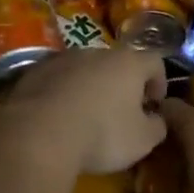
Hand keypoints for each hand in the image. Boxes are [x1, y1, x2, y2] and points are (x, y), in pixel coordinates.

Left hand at [0, 49, 168, 174]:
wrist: (38, 134)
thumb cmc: (101, 134)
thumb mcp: (142, 140)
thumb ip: (157, 126)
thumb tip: (155, 119)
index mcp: (128, 62)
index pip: (155, 62)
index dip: (159, 82)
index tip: (154, 105)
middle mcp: (96, 52)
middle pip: (117, 63)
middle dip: (123, 85)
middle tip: (122, 112)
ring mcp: (62, 59)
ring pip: (84, 70)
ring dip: (90, 87)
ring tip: (87, 116)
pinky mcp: (33, 72)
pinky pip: (57, 80)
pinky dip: (63, 94)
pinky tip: (58, 118)